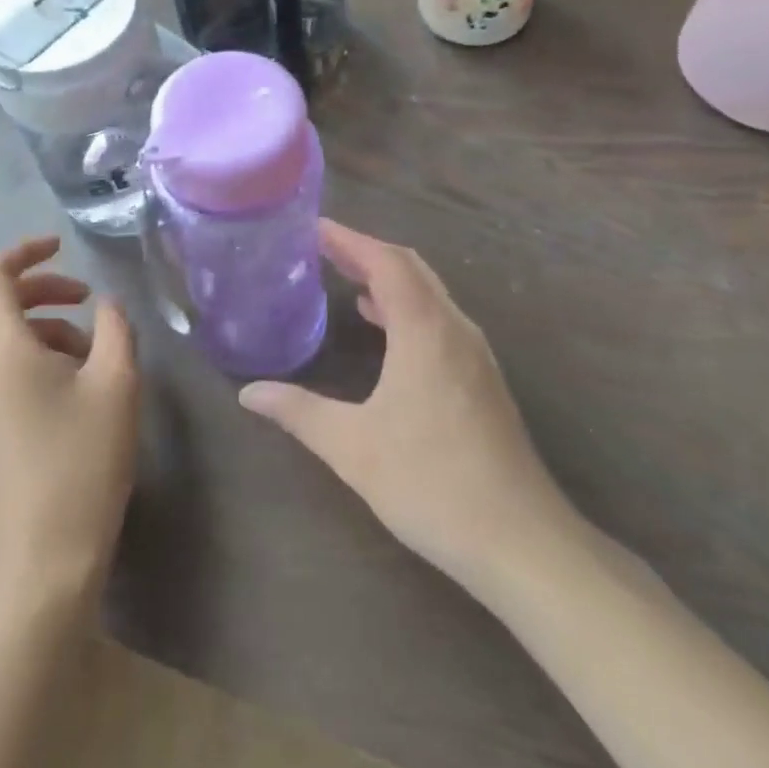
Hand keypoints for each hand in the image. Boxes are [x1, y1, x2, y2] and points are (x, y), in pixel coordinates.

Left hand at [0, 237, 139, 611]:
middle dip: (40, 290)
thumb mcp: (116, 383)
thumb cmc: (82, 461)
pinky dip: (30, 353)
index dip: (24, 252)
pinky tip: (71, 381)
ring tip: (90, 347)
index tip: (63, 247)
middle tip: (87, 299)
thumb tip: (107, 304)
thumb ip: (116, 328)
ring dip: (40, 324)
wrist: (43, 556)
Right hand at [239, 220, 573, 592]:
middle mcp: (455, 329)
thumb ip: (298, 412)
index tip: (313, 227)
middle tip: (322, 248)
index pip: (385, 262)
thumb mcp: (352, 447)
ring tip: (346, 279)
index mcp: (425, 330)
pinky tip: (385, 330)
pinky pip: (439, 320)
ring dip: (389, 279)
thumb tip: (248, 393)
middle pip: (411, 269)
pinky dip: (407, 308)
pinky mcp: (482, 379)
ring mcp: (474, 354)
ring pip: (429, 294)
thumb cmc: (431, 484)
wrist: (519, 540)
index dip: (349, 239)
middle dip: (366, 252)